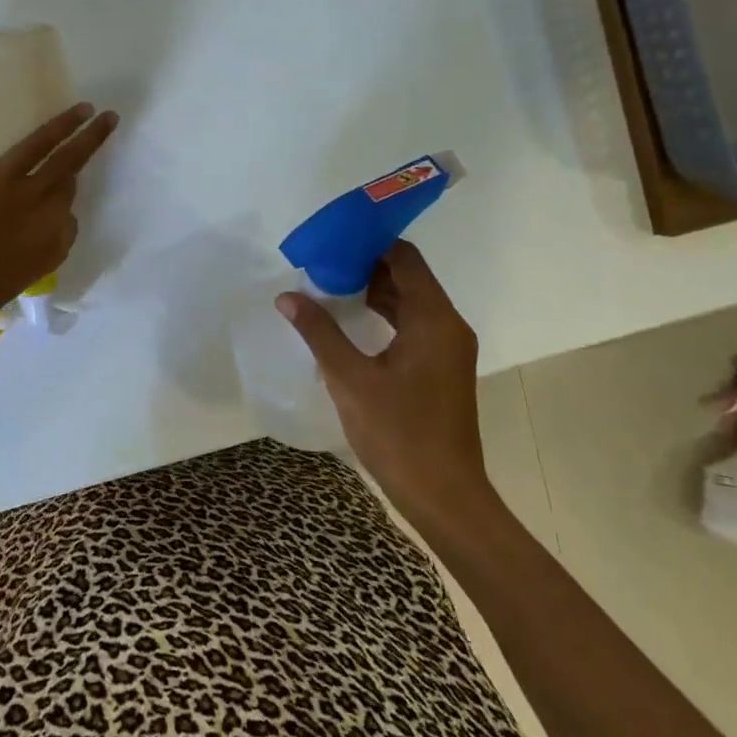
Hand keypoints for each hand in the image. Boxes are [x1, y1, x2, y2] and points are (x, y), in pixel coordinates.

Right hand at [276, 240, 491, 533]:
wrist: (444, 495)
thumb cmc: (399, 433)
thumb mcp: (350, 379)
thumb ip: (319, 332)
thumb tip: (287, 297)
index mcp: (434, 319)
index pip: (405, 259)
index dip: (371, 244)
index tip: (334, 241)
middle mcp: (448, 326)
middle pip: (409, 277)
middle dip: (367, 266)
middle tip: (323, 264)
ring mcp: (448, 349)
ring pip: (411, 303)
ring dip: (375, 292)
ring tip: (330, 288)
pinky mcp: (442, 369)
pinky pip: (414, 326)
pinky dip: (385, 316)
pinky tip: (352, 324)